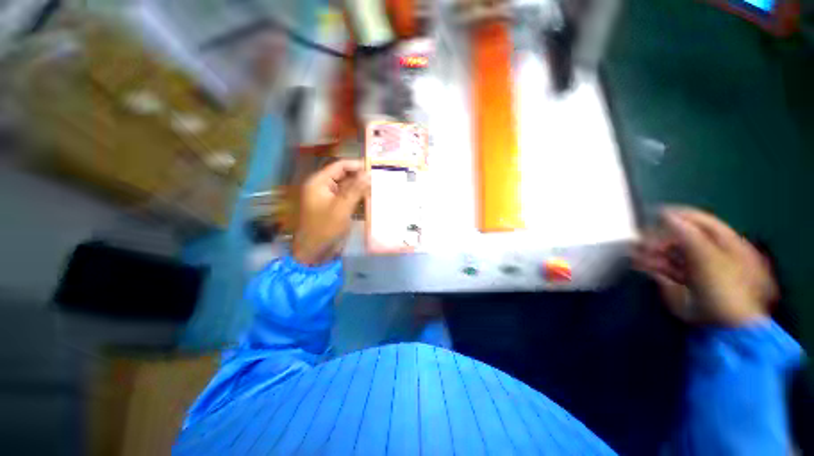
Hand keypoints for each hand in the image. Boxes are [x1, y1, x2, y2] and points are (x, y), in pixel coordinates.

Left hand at [292, 160, 369, 265]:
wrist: (315, 252)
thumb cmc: (325, 228)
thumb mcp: (342, 208)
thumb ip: (355, 189)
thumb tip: (369, 173)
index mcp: (319, 182)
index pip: (340, 166)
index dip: (357, 165)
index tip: (375, 168)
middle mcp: (323, 186)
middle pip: (344, 176)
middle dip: (360, 177)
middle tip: (379, 179)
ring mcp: (329, 198)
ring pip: (347, 187)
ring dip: (361, 188)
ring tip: (378, 188)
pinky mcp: (335, 207)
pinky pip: (348, 198)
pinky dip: (358, 198)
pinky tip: (371, 199)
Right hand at [634, 207, 776, 325]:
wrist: (723, 327)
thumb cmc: (724, 288)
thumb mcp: (708, 257)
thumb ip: (688, 234)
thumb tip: (666, 214)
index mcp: (725, 244)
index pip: (702, 222)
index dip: (680, 216)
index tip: (656, 213)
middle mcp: (709, 254)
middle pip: (681, 239)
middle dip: (659, 237)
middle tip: (640, 239)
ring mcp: (695, 270)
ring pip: (669, 254)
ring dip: (650, 251)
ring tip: (633, 251)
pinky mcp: (680, 284)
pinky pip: (662, 269)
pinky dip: (649, 265)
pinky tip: (637, 262)